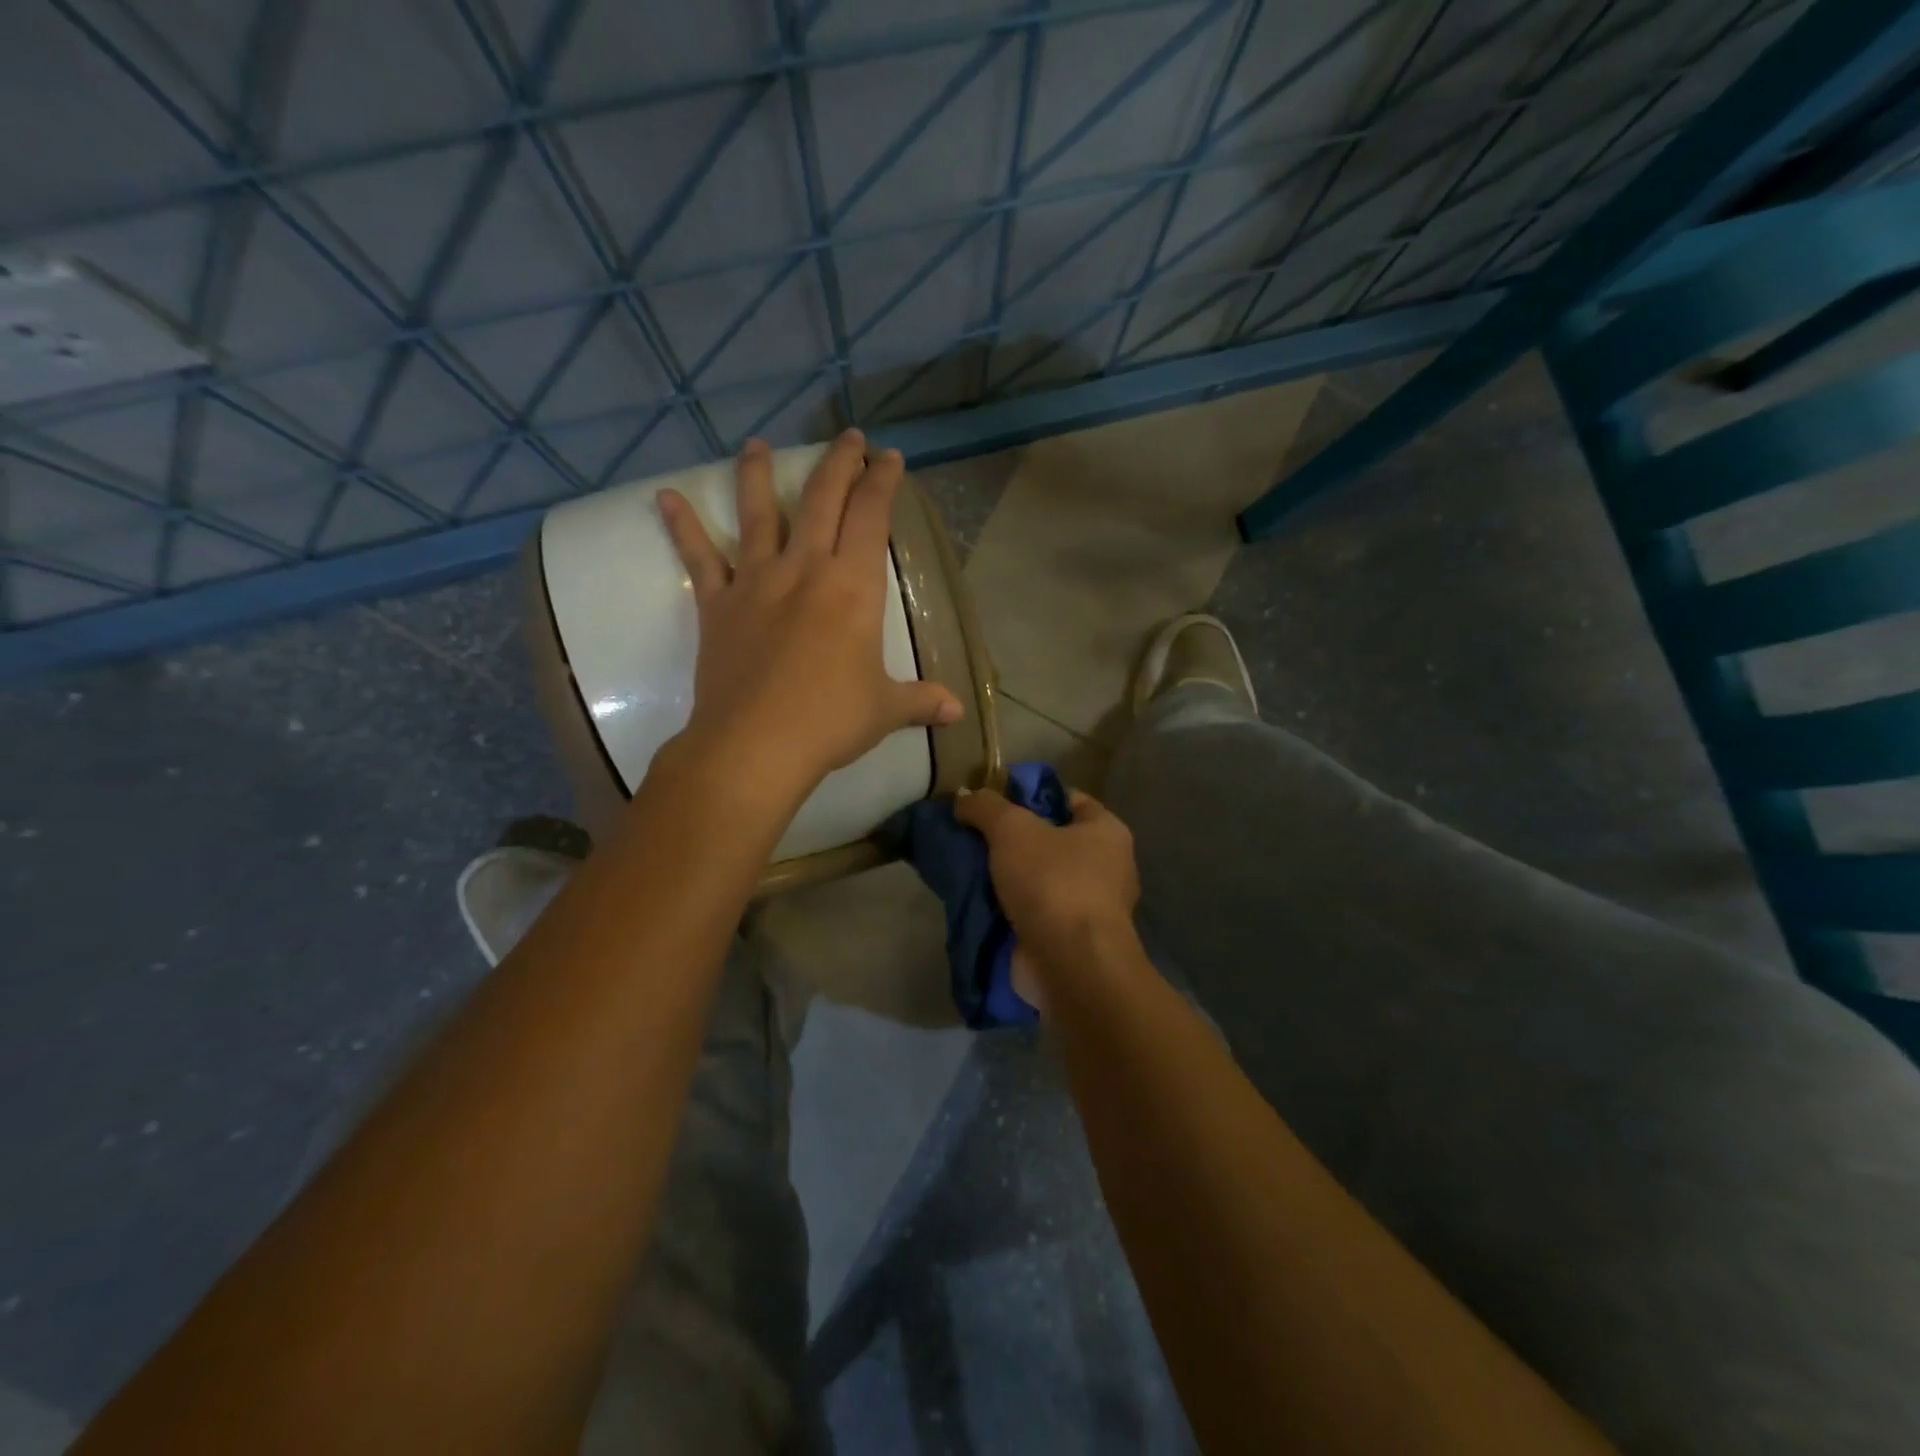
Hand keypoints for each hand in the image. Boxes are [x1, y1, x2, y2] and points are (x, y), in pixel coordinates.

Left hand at [658, 431, 961, 805]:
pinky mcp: (717, 605)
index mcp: (853, 586)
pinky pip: (698, 559)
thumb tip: (957, 712)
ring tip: (755, 444)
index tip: (888, 456)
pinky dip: (682, 528)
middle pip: (822, 499)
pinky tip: (665, 498)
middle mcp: (805, 569)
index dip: (883, 481)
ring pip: (758, 514)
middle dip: (838, 462)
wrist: (756, 745)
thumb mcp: (885, 709)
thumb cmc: (830, 721)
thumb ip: (921, 701)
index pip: (872, 516)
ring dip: (757, 474)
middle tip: (847, 436)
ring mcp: (756, 582)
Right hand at [954, 787, 1140, 1009]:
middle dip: (1013, 840)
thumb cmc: (1053, 882)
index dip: (1032, 795)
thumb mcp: (1012, 829)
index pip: (1070, 800)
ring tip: (967, 869)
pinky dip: (1008, 911)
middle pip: (1052, 841)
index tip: (994, 801)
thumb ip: (985, 807)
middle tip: (973, 836)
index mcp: (1107, 832)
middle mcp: (1107, 868)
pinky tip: (976, 904)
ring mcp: (1090, 909)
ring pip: (1039, 880)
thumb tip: (963, 798)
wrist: (1069, 965)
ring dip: (1007, 878)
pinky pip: (1034, 914)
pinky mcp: (1071, 942)